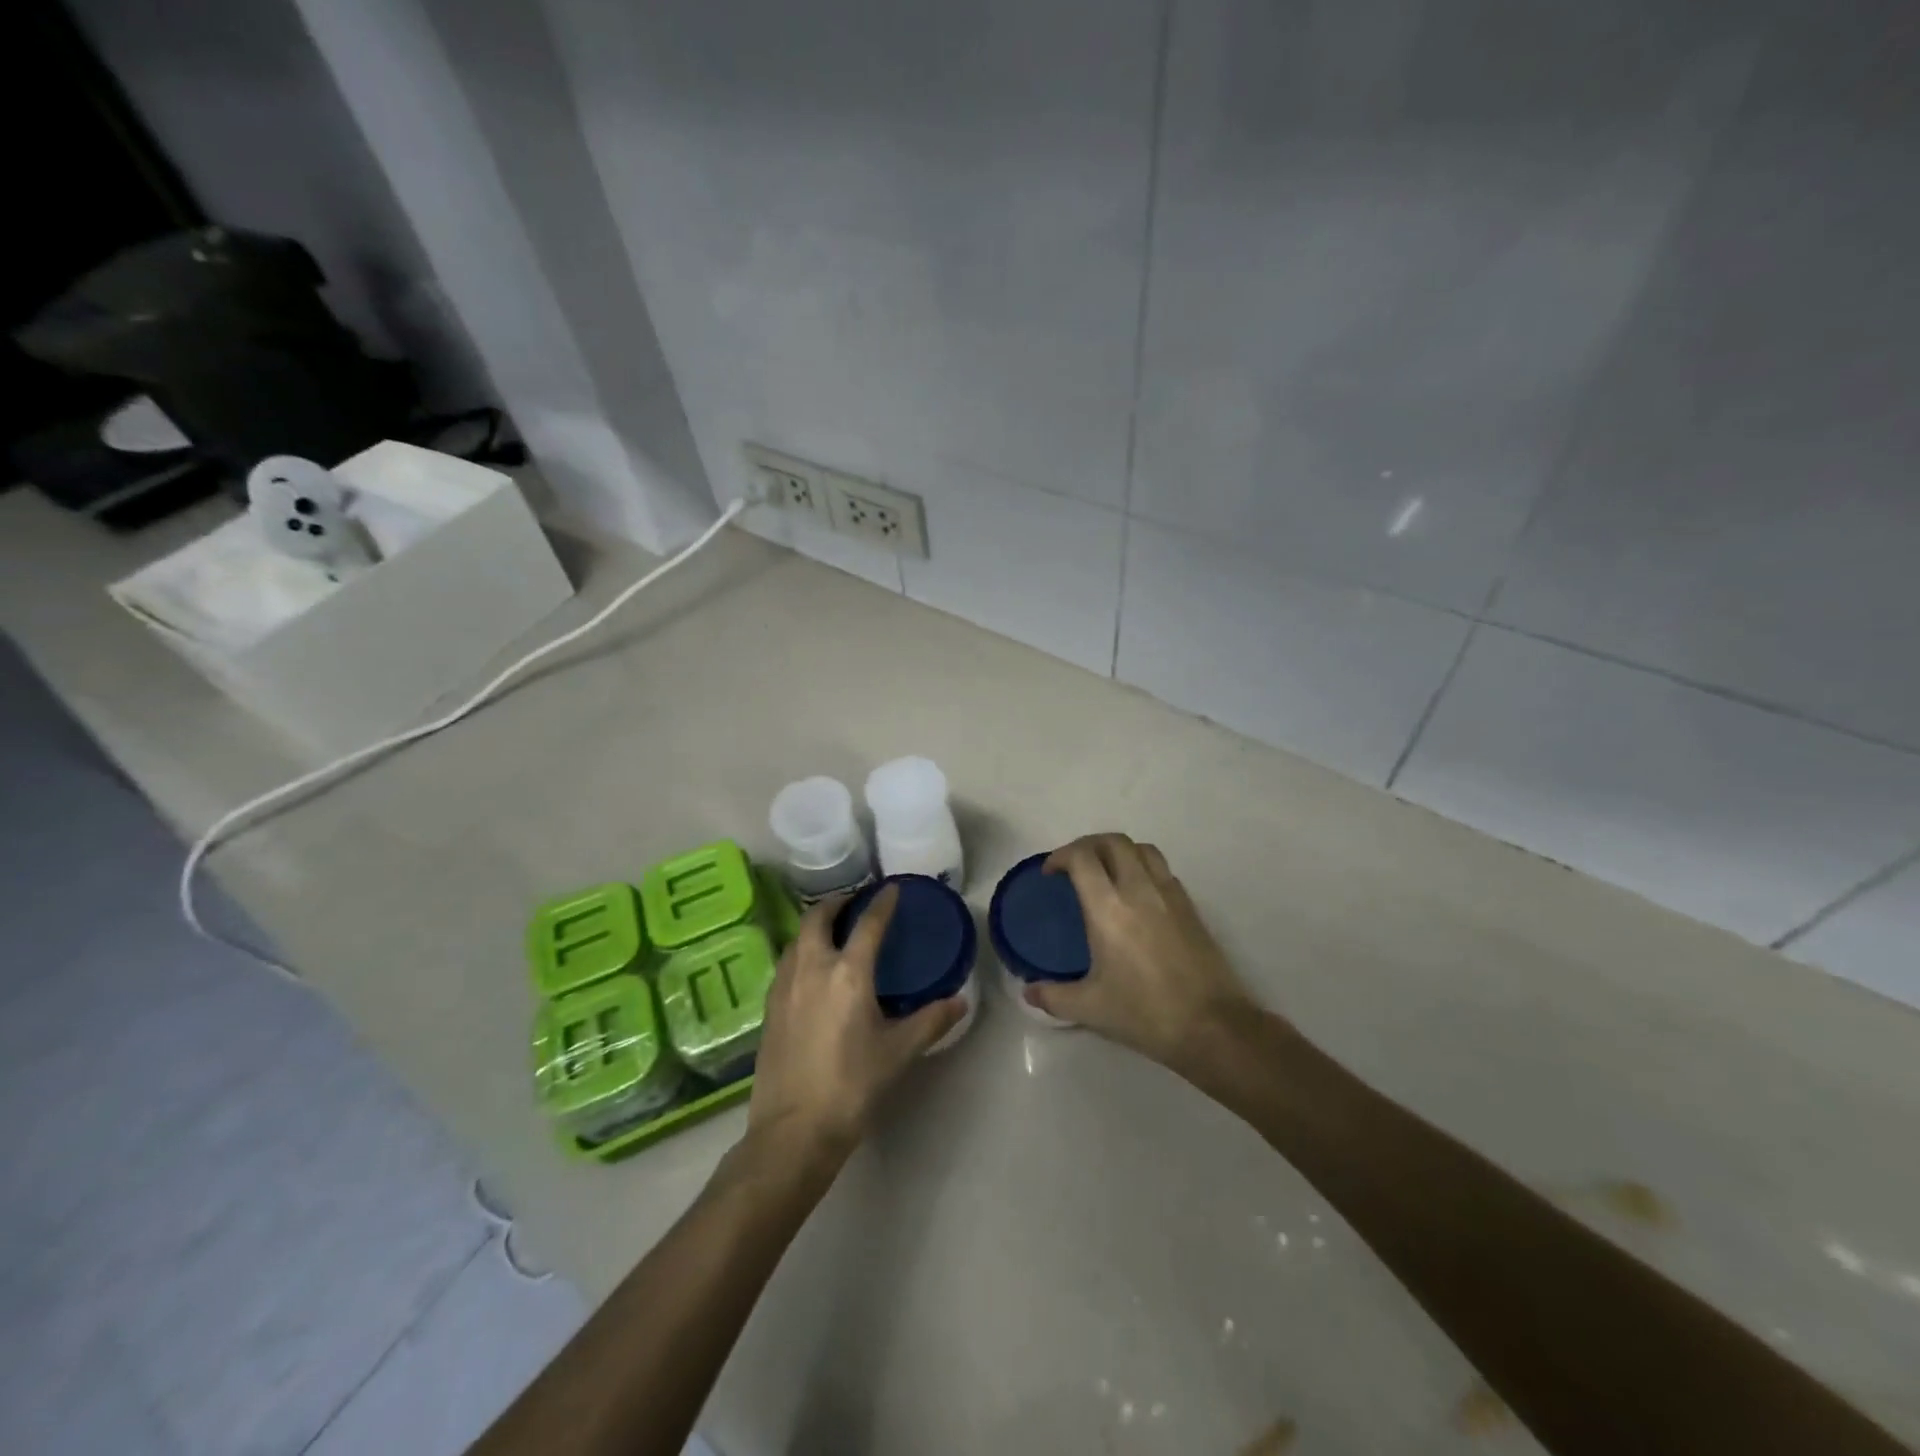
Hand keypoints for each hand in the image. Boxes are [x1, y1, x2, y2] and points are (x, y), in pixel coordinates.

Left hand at [747, 885, 964, 1156]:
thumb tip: (960, 1001)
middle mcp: (812, 967)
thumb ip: (930, 1021)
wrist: (793, 1130)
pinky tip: (811, 970)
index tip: (891, 888)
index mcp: (848, 973)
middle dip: (837, 903)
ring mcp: (785, 985)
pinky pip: (786, 961)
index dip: (882, 903)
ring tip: (833, 932)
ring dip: (815, 925)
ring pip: (797, 938)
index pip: (868, 924)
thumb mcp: (898, 1053)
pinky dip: (802, 950)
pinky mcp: (769, 1006)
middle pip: (818, 917)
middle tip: (854, 903)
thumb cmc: (852, 1086)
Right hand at [1026, 834, 1256, 1068]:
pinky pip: (1163, 870)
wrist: (1211, 1026)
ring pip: (1142, 849)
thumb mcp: (1090, 1009)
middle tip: (1074, 866)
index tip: (1050, 873)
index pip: (1082, 857)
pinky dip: (1143, 868)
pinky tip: (1138, 895)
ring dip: (1118, 851)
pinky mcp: (1190, 907)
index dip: (1061, 856)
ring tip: (1106, 872)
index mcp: (1109, 909)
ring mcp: (1170, 895)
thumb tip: (1028, 992)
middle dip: (1088, 845)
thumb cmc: (1145, 1014)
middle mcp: (1139, 890)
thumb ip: (1053, 996)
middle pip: (1113, 841)